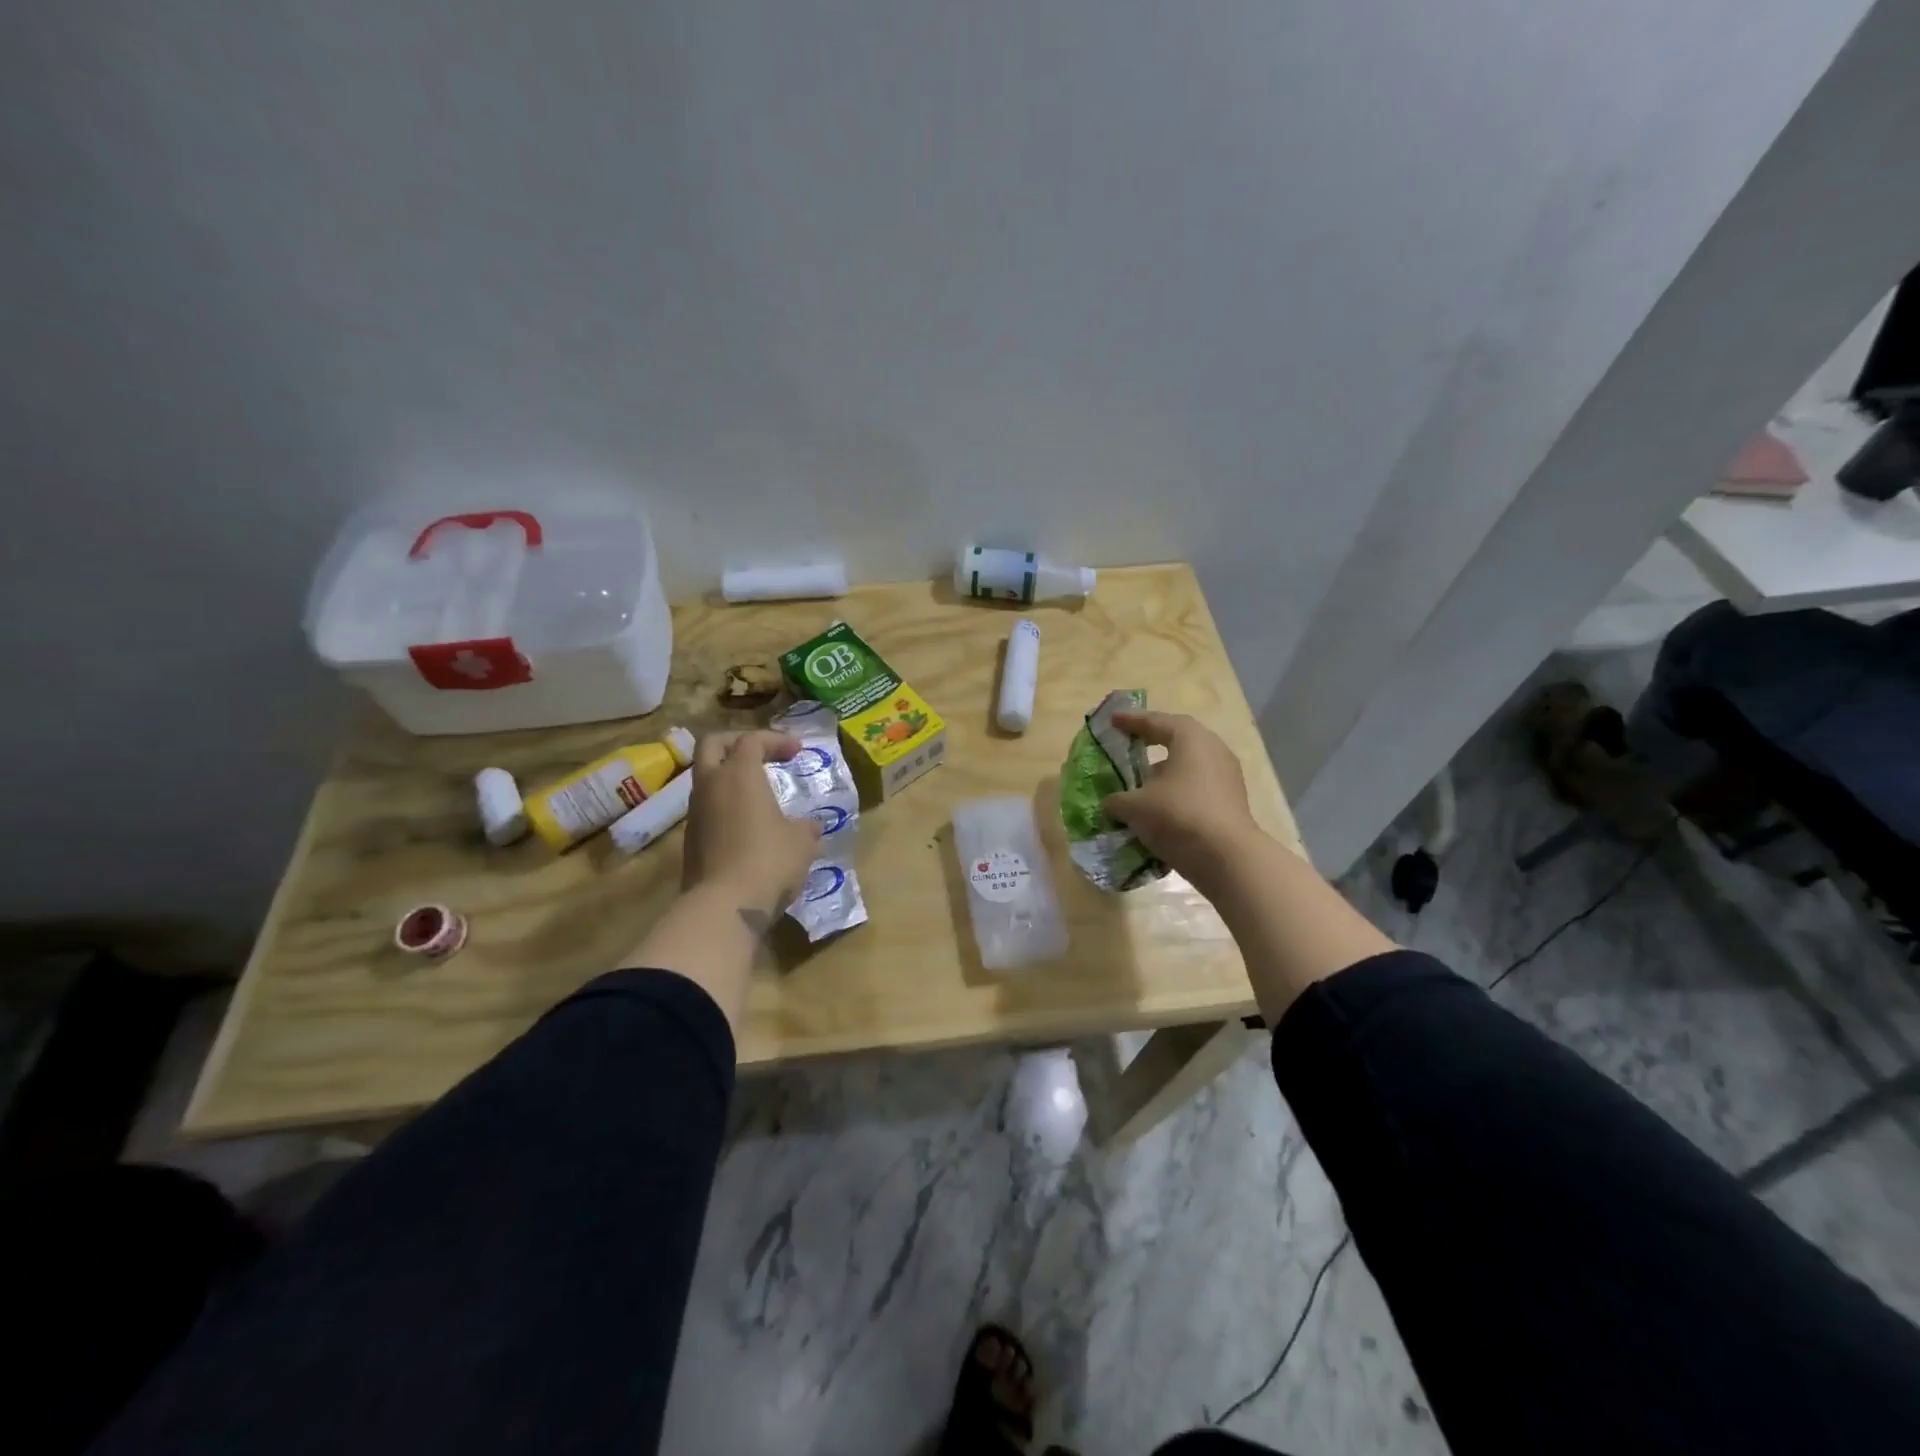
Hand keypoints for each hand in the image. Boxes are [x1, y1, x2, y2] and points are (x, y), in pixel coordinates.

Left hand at [681, 731, 822, 925]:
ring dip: (729, 776)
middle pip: (713, 745)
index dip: (776, 740)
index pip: (752, 740)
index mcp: (739, 774)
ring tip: (757, 791)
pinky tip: (747, 823)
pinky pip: (707, 808)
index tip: (798, 751)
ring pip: (706, 778)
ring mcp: (695, 813)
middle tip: (762, 753)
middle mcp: (711, 785)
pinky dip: (725, 804)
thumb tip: (808, 826)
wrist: (724, 906)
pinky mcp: (690, 839)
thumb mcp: (801, 842)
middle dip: (738, 743)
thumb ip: (805, 827)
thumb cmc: (769, 861)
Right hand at [1100, 711, 1261, 888]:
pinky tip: (1157, 811)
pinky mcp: (1230, 804)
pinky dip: (1175, 796)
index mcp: (1190, 738)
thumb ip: (1117, 800)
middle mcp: (1213, 751)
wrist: (1226, 858)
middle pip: (1177, 742)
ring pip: (1188, 769)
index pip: (1156, 722)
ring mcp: (1226, 778)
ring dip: (1163, 775)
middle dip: (1151, 746)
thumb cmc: (1178, 815)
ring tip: (1139, 786)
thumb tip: (1111, 803)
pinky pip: (1196, 791)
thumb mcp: (1134, 806)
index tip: (1113, 721)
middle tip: (1128, 747)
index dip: (1131, 721)